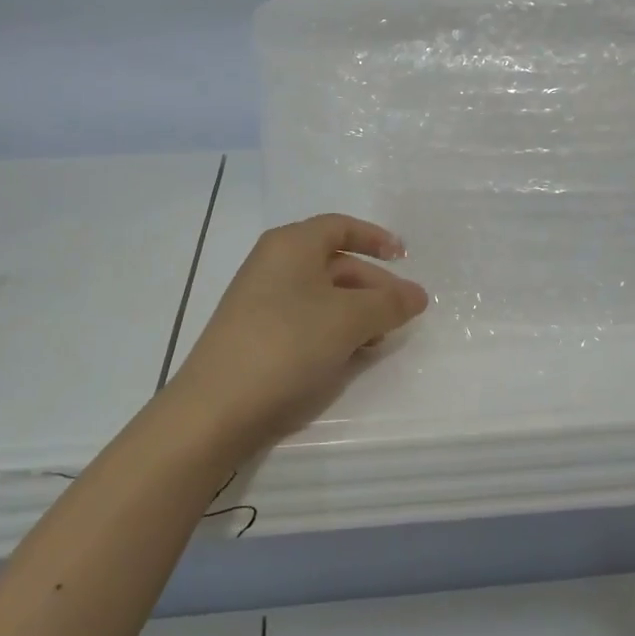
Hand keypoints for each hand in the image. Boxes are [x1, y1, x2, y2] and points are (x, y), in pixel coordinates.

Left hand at [164, 214, 428, 465]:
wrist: (217, 408)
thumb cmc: (288, 345)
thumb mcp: (348, 320)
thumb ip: (388, 304)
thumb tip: (417, 295)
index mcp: (291, 245)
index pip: (339, 227)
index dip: (375, 238)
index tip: (405, 259)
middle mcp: (274, 265)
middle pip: (335, 263)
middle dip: (373, 286)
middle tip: (404, 314)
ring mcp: (261, 301)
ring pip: (322, 296)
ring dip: (356, 313)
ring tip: (380, 341)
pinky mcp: (257, 335)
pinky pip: (305, 320)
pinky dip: (333, 331)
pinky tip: (349, 356)